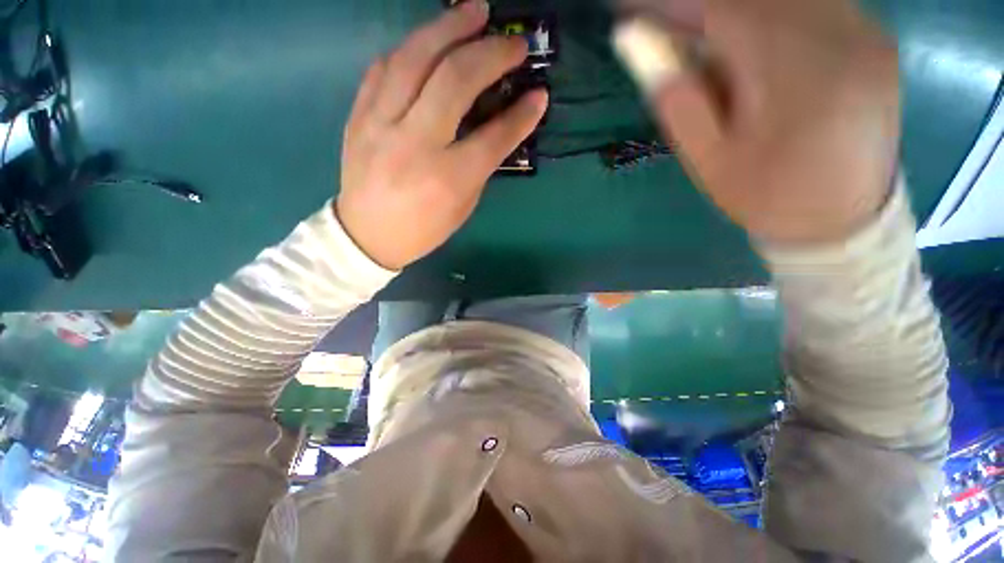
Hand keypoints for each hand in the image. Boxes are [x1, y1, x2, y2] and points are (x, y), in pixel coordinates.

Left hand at [336, 0, 547, 269]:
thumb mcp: (462, 206)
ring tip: (475, 11)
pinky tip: (430, 41)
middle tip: (514, 42)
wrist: (367, 234)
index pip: (493, 137)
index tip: (540, 95)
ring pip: (415, 59)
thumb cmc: (422, 229)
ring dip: (449, 27)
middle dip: (490, 54)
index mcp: (447, 178)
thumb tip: (498, 127)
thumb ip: (480, 165)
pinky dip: (412, 48)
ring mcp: (381, 124)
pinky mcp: (359, 115)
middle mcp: (415, 144)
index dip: (521, 115)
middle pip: (455, 81)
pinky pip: (384, 67)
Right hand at [615, 0, 898, 243]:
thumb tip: (637, 43)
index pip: (721, 9)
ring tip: (704, 40)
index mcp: (793, 77)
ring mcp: (865, 32)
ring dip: (734, 8)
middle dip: (701, 6)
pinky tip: (750, 40)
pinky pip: (814, 1)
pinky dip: (770, 10)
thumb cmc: (765, 196)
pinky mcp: (875, 36)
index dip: (672, 4)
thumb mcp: (707, 160)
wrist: (841, 219)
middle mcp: (840, 37)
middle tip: (668, 28)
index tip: (632, 11)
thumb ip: (677, 98)